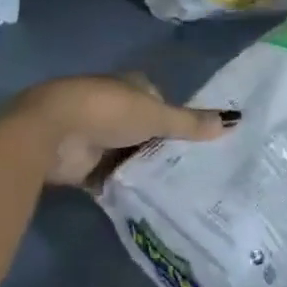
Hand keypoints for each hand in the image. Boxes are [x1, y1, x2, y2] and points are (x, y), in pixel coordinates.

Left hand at [6, 74, 238, 186]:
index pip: (159, 99)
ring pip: (127, 153)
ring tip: (174, 189)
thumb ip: (191, 123)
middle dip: (159, 145)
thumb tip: (236, 119)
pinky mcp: (81, 166)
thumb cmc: (108, 111)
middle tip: (189, 168)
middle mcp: (114, 107)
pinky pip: (110, 178)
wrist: (50, 132)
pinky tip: (144, 201)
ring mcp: (95, 136)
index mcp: (131, 85)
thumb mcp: (156, 116)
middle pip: (144, 128)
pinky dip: (122, 187)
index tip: (194, 139)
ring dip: (141, 167)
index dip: (174, 115)